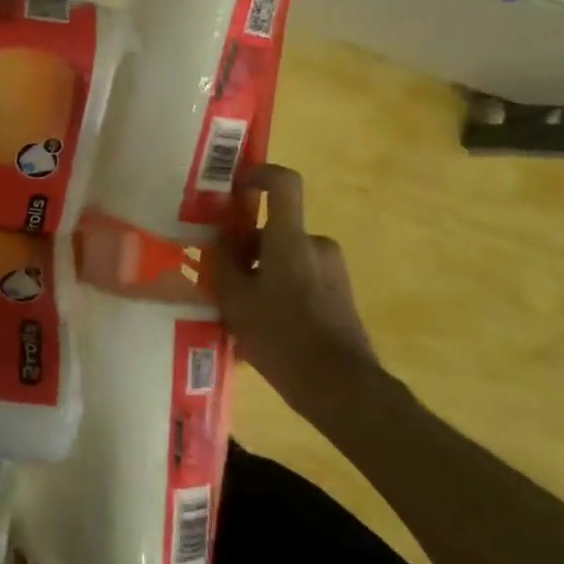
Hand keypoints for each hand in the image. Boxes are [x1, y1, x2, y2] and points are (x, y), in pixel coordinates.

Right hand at [218, 164, 380, 404]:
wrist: (342, 389)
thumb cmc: (282, 337)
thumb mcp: (236, 301)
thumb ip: (224, 263)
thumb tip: (221, 239)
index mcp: (291, 239)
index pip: (283, 183)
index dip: (259, 174)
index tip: (236, 188)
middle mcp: (316, 246)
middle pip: (276, 230)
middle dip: (248, 249)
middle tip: (223, 279)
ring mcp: (333, 272)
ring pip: (287, 259)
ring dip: (263, 275)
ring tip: (240, 314)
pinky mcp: (341, 297)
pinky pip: (302, 281)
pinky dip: (281, 294)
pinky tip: (264, 331)